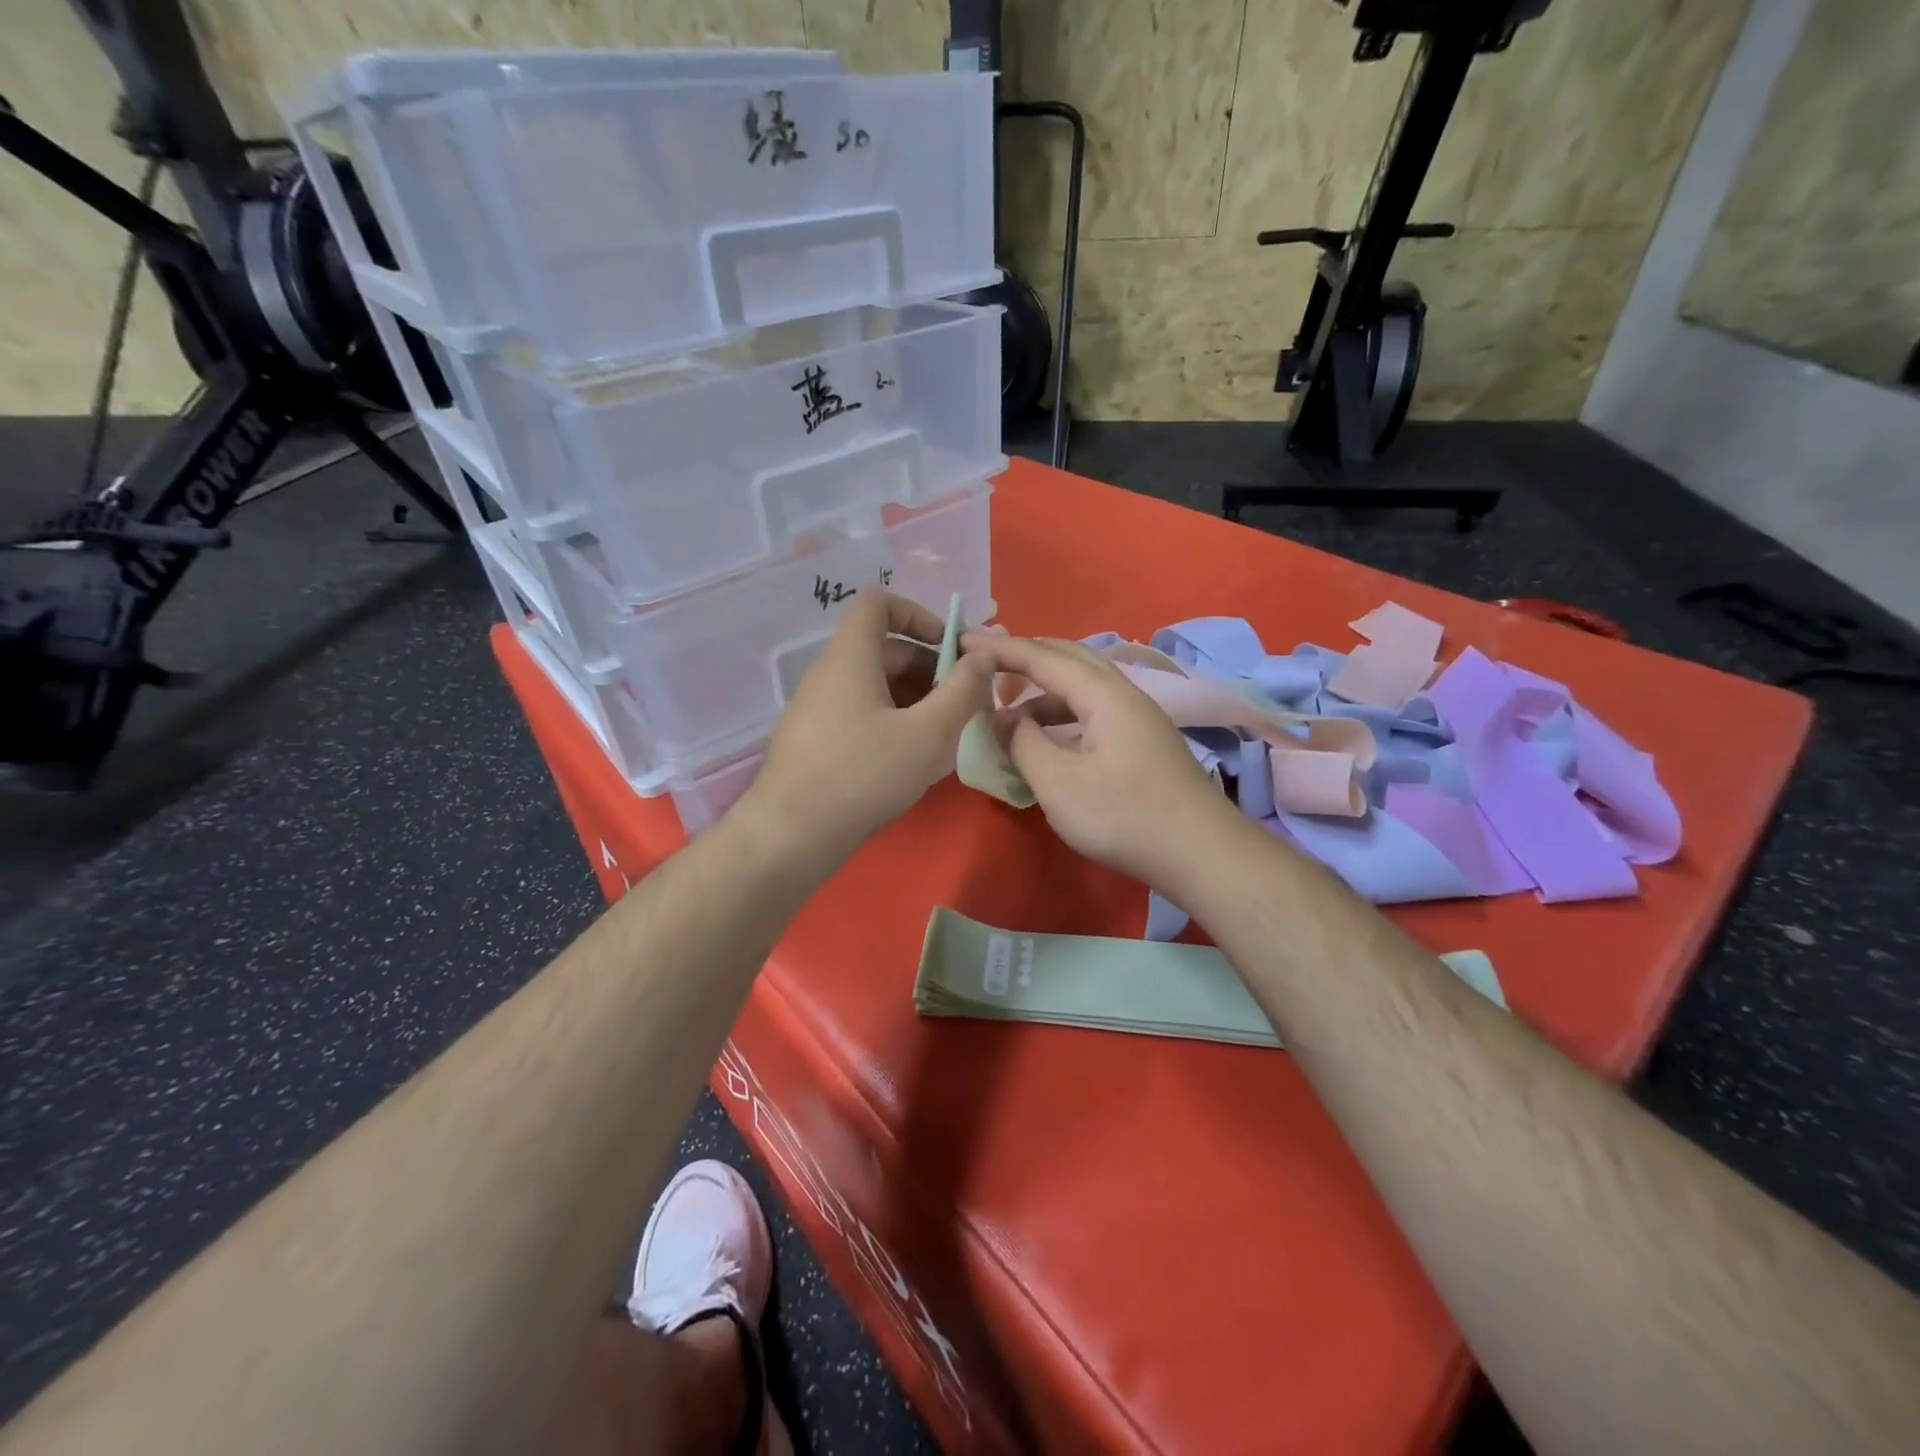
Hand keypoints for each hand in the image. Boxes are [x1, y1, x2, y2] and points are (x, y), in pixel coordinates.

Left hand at [745, 592, 991, 857]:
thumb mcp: (928, 734)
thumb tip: (984, 656)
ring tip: (945, 736)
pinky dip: (891, 721)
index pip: (877, 603)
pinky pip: (859, 713)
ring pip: (874, 686)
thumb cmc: (864, 775)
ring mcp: (816, 709)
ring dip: (915, 699)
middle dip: (930, 668)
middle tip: (963, 704)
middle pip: (883, 649)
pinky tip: (912, 759)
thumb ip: (962, 691)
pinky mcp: (814, 741)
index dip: (918, 614)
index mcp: (850, 658)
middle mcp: (828, 674)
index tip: (950, 648)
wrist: (791, 835)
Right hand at [959, 633, 1236, 889]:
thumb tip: (1003, 719)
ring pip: (1082, 688)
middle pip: (1068, 659)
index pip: (1043, 657)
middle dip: (1024, 658)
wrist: (1201, 854)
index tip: (963, 642)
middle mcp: (1124, 694)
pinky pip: (1092, 712)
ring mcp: (1138, 719)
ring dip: (1042, 693)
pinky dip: (1061, 716)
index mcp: (1103, 694)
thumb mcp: (1058, 783)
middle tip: (985, 668)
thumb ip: (1023, 744)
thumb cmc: (1124, 816)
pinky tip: (1047, 741)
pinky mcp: (1143, 744)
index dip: (1000, 649)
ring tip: (1007, 713)